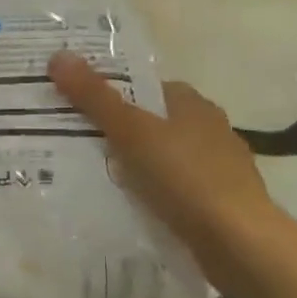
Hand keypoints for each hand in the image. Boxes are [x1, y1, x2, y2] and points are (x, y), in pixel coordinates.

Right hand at [49, 51, 270, 265]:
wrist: (238, 242)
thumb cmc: (185, 176)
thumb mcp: (132, 132)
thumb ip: (95, 97)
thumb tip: (58, 55)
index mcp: (193, 104)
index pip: (147, 88)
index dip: (113, 94)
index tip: (78, 108)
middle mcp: (210, 129)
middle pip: (154, 124)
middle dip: (121, 133)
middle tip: (76, 145)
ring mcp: (218, 168)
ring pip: (165, 159)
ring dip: (138, 167)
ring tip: (95, 179)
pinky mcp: (219, 204)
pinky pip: (174, 191)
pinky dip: (153, 196)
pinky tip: (131, 208)